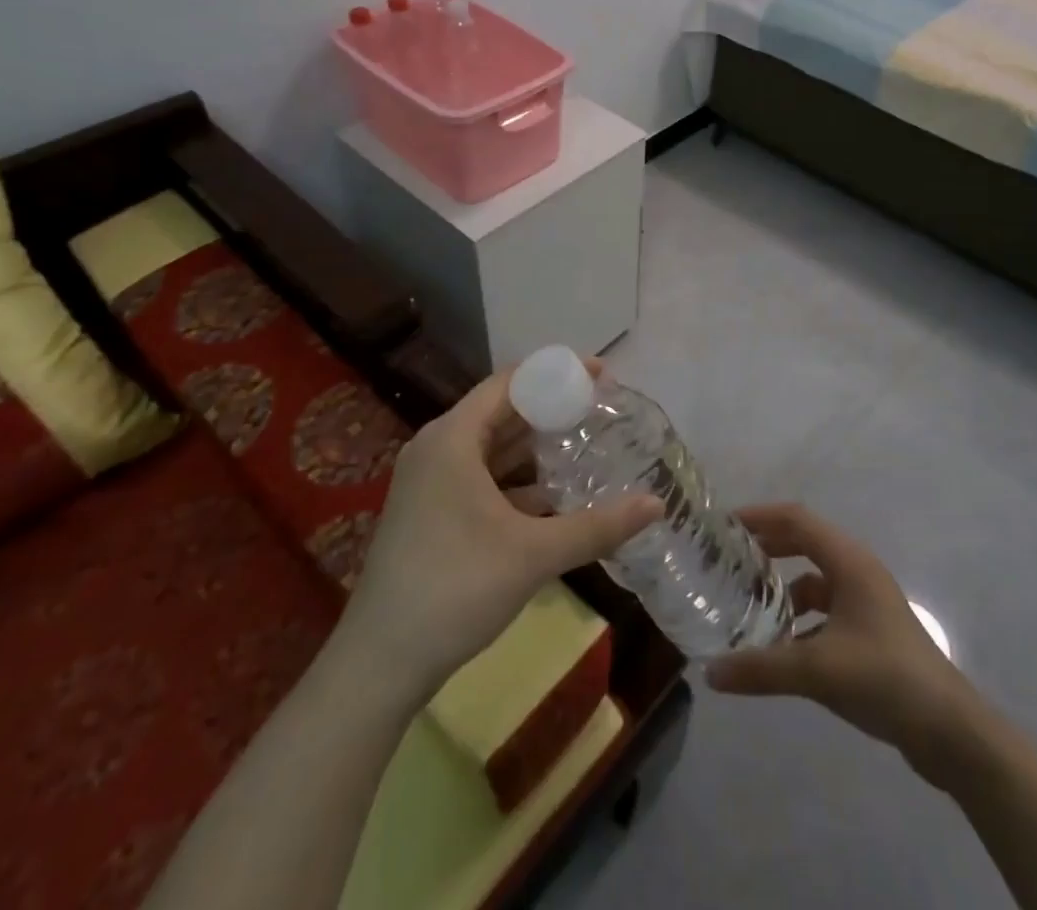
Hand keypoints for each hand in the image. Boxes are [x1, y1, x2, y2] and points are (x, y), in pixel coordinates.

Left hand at [335, 366, 662, 701]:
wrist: (380, 664)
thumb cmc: (455, 588)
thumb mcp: (533, 554)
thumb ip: (598, 526)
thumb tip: (657, 505)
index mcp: (452, 438)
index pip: (510, 383)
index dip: (557, 373)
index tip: (601, 375)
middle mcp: (437, 448)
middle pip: (501, 412)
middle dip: (551, 409)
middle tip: (601, 409)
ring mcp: (430, 482)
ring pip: (491, 448)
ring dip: (534, 446)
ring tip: (585, 444)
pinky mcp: (430, 512)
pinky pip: (480, 477)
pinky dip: (516, 479)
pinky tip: (553, 495)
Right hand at [706, 503, 976, 771]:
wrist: (951, 731)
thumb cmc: (885, 678)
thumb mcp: (817, 670)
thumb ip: (761, 668)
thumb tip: (710, 672)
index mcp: (849, 561)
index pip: (796, 520)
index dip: (759, 517)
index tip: (723, 527)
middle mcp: (858, 572)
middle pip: (804, 543)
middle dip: (767, 549)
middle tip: (728, 562)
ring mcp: (867, 602)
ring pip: (814, 581)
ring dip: (782, 590)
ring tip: (747, 609)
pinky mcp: (871, 632)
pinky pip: (826, 612)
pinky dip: (800, 622)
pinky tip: (780, 650)